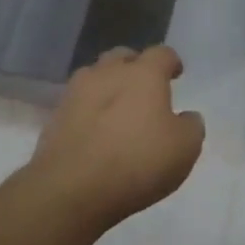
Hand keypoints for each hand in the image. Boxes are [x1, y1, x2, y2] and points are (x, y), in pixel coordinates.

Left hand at [29, 46, 203, 235]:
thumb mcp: (185, 148)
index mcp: (144, 74)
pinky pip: (77, 105)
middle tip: (144, 87)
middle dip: (134, 66)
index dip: (171, 62)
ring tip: (116, 107)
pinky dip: (88, 111)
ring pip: (94, 76)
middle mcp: (108, 74)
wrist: (69, 192)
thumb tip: (186, 117)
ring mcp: (76, 94)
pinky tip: (95, 132)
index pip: (162, 53)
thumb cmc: (137, 162)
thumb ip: (191, 126)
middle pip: (122, 56)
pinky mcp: (54, 120)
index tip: (176, 74)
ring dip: (107, 85)